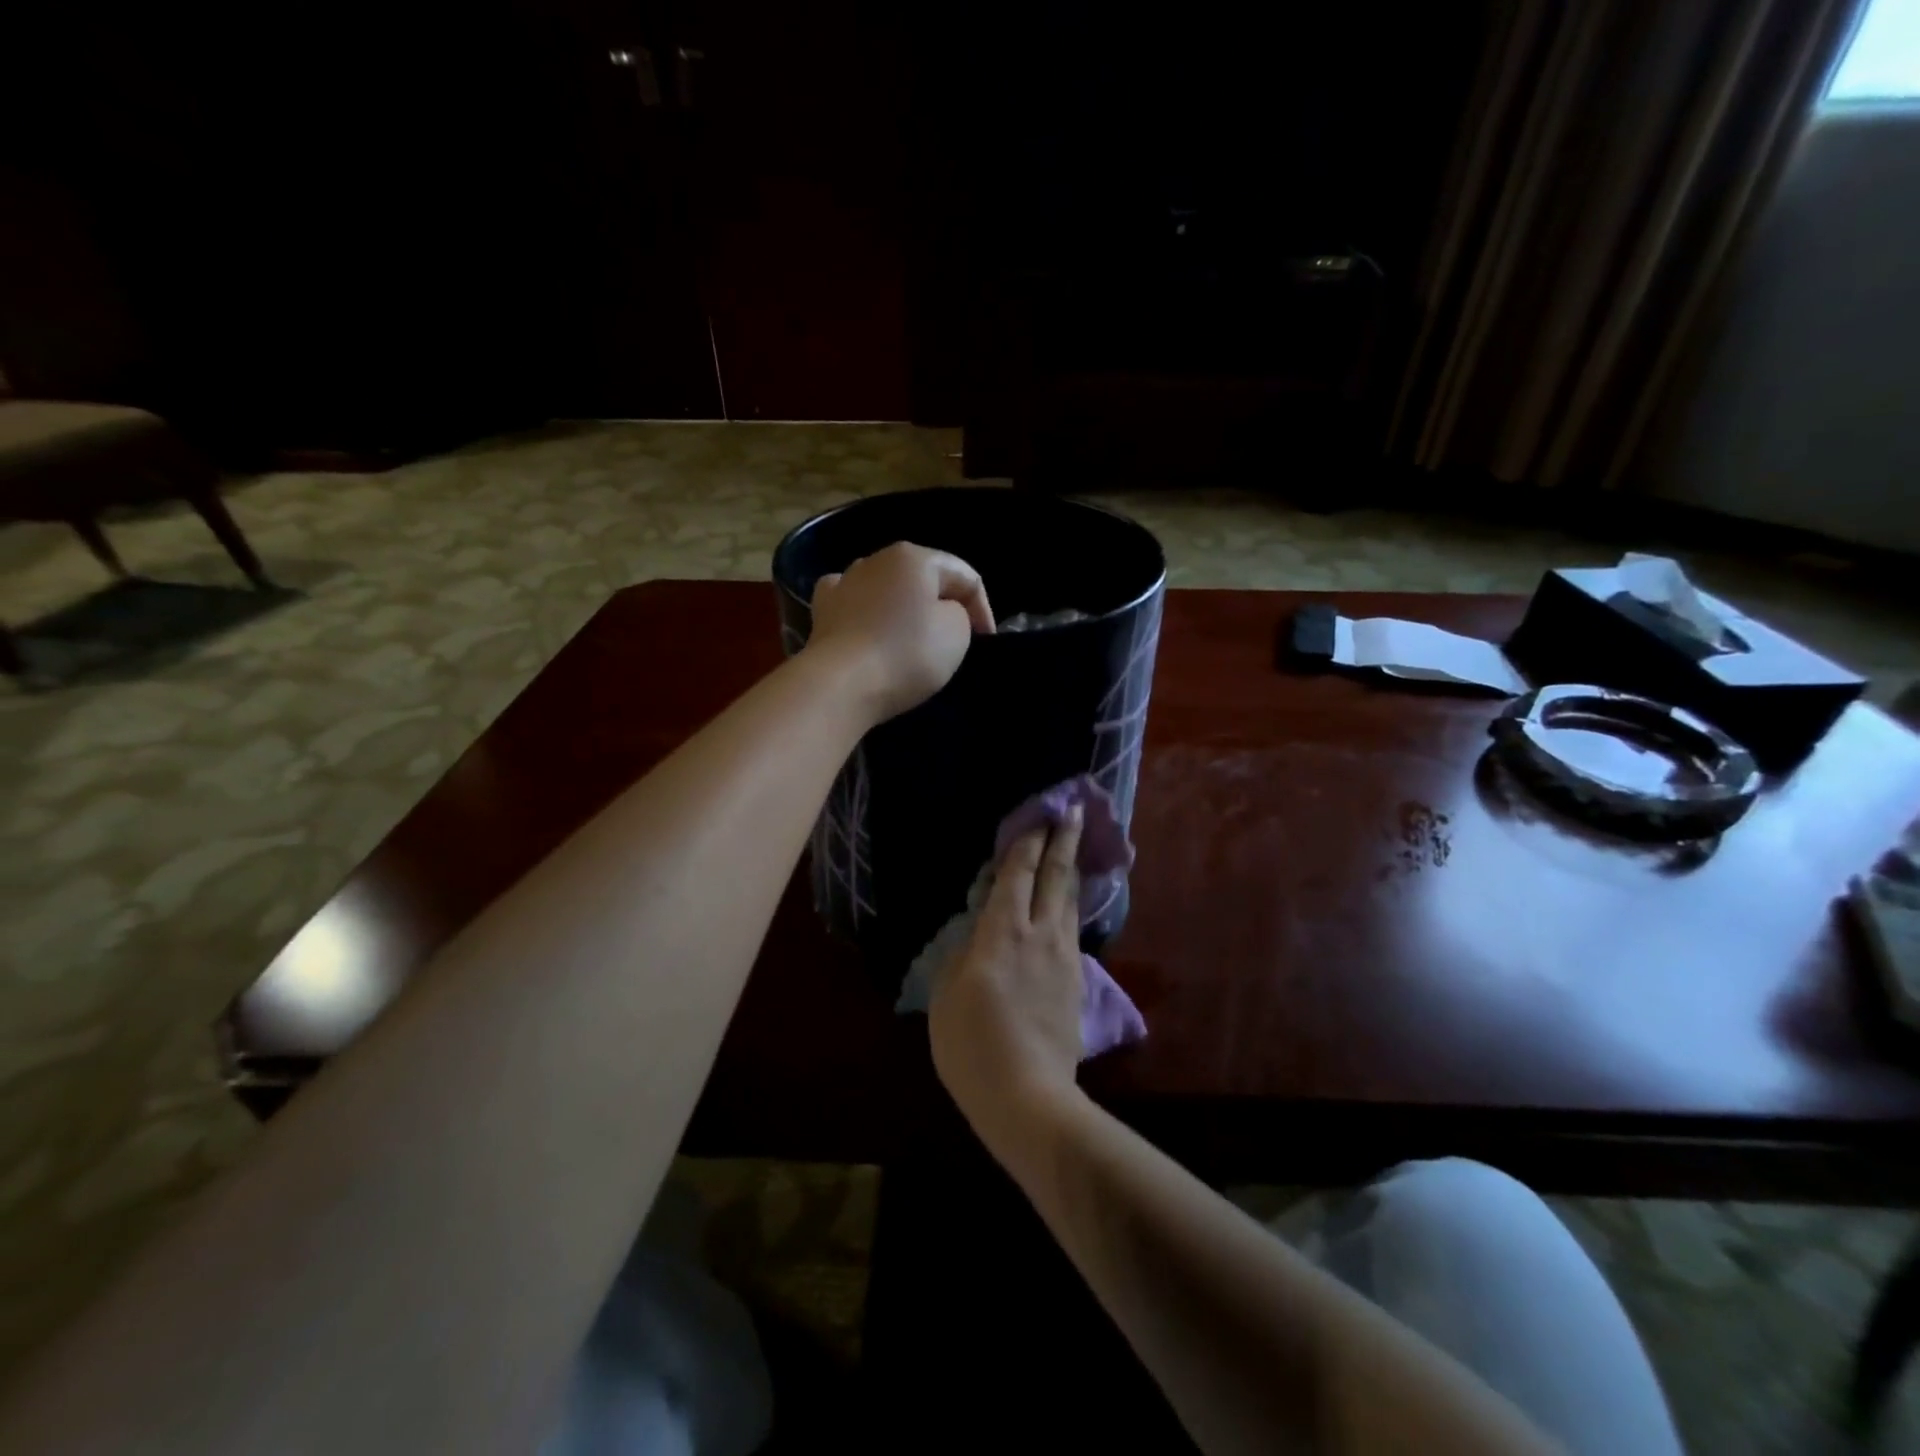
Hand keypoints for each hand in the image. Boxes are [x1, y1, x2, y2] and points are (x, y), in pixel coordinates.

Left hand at [806, 542, 994, 722]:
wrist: (839, 684)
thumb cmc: (906, 654)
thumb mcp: (957, 632)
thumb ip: (960, 614)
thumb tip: (941, 613)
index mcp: (914, 557)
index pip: (965, 576)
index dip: (983, 609)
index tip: (986, 642)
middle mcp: (875, 559)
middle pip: (923, 579)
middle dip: (942, 605)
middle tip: (956, 640)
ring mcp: (843, 583)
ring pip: (886, 590)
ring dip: (904, 609)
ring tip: (913, 639)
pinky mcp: (822, 612)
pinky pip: (855, 606)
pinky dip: (867, 615)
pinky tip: (870, 629)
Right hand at [930, 807, 1084, 1157]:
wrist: (1027, 1096)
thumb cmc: (972, 1045)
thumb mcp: (946, 996)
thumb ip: (961, 955)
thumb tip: (976, 936)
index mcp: (1003, 931)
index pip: (1018, 873)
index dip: (1029, 840)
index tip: (1042, 812)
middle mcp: (1040, 933)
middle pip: (1056, 876)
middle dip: (1064, 839)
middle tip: (1075, 809)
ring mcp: (1064, 957)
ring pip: (1070, 900)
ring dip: (1071, 869)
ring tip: (1074, 848)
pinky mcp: (1076, 982)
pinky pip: (1072, 930)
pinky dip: (1070, 906)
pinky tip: (1068, 906)